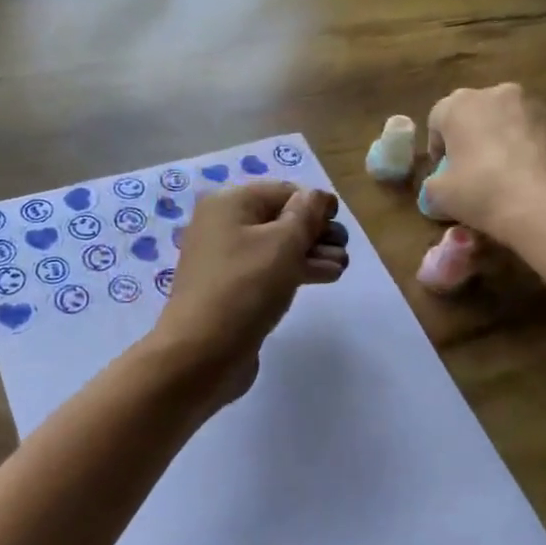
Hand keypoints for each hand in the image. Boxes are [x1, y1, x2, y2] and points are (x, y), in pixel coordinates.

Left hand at [147, 182, 347, 403]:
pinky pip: (267, 272)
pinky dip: (294, 272)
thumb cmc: (245, 288)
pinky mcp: (231, 291)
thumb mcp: (284, 244)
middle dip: (315, 231)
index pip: (282, 192)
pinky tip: (322, 278)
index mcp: (229, 203)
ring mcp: (224, 261)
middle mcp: (222, 226)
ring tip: (340, 267)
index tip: (340, 222)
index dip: (314, 203)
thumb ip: (306, 215)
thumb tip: (317, 197)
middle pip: (279, 219)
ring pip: (276, 248)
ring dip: (310, 253)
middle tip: (343, 249)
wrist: (202, 353)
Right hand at [421, 84, 545, 234]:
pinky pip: (531, 134)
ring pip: (506, 121)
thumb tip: (438, 188)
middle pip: (475, 113)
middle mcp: (496, 93)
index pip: (438, 118)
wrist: (539, 202)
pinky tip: (524, 176)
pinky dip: (525, 149)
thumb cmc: (478, 189)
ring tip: (500, 174)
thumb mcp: (437, 195)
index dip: (437, 146)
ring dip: (500, 140)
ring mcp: (532, 105)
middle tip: (469, 170)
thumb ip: (432, 184)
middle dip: (470, 137)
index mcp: (460, 104)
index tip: (441, 171)